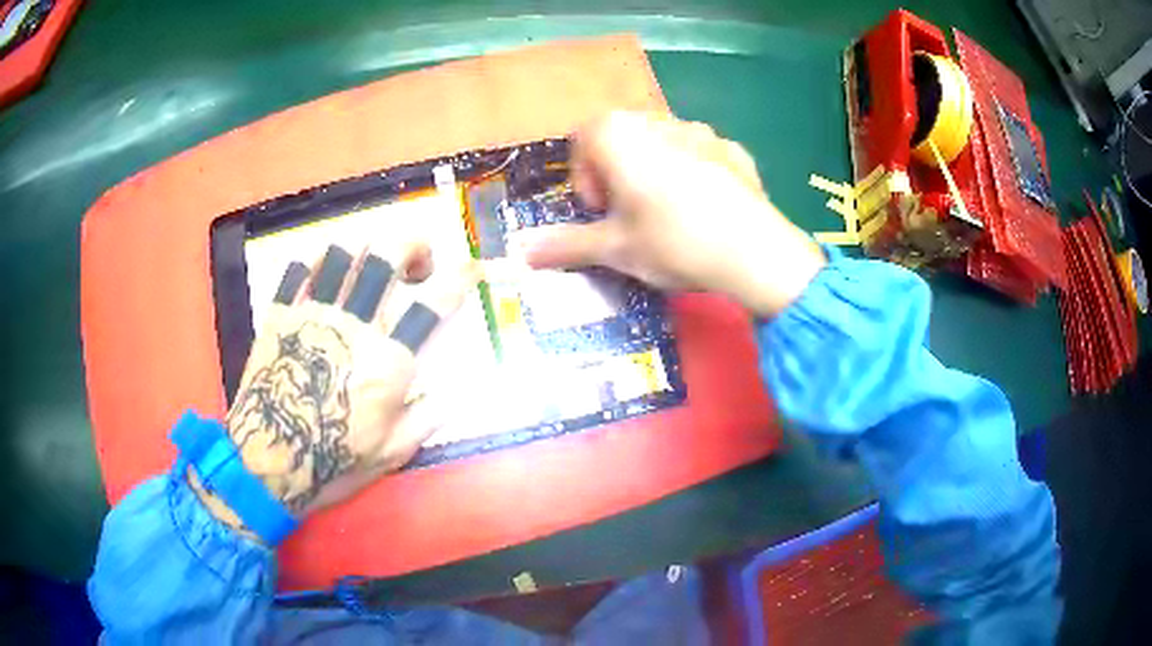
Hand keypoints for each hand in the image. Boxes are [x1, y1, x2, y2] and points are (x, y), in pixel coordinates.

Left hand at [194, 241, 479, 529]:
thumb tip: (451, 393)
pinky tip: (326, 272)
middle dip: (412, 246)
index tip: (471, 268)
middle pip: (386, 258)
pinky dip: (318, 261)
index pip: (432, 306)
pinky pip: (299, 268)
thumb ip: (426, 418)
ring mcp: (313, 314)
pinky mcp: (280, 315)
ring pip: (343, 253)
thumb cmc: (332, 462)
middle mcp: (354, 326)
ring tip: (371, 264)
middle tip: (418, 262)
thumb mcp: (392, 454)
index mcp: (388, 362)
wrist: (267, 461)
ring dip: (366, 249)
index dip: (459, 279)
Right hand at [520, 112, 825, 317]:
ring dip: (654, 169)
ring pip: (663, 142)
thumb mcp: (615, 249)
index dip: (583, 175)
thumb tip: (524, 253)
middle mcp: (659, 121)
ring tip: (667, 213)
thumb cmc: (672, 242)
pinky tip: (705, 209)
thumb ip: (567, 245)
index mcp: (621, 134)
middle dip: (616, 171)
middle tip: (627, 213)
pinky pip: (701, 154)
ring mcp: (703, 132)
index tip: (598, 210)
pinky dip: (693, 173)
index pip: (583, 137)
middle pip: (623, 135)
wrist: (754, 253)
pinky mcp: (735, 151)